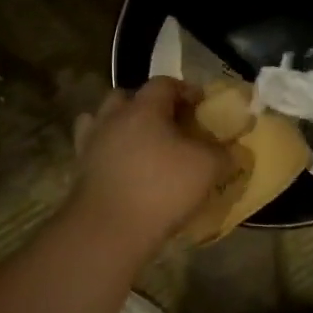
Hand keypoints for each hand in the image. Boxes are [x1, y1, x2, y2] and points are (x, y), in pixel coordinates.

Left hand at [70, 78, 237, 258]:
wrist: (110, 228)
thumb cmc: (162, 188)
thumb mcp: (207, 169)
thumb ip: (223, 154)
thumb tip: (232, 151)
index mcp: (143, 108)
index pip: (164, 84)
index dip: (185, 90)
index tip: (201, 104)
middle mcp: (112, 117)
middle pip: (126, 97)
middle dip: (147, 105)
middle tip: (168, 123)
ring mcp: (91, 143)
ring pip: (103, 120)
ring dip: (121, 126)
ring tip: (141, 144)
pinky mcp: (79, 169)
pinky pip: (94, 149)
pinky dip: (108, 152)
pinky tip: (122, 167)